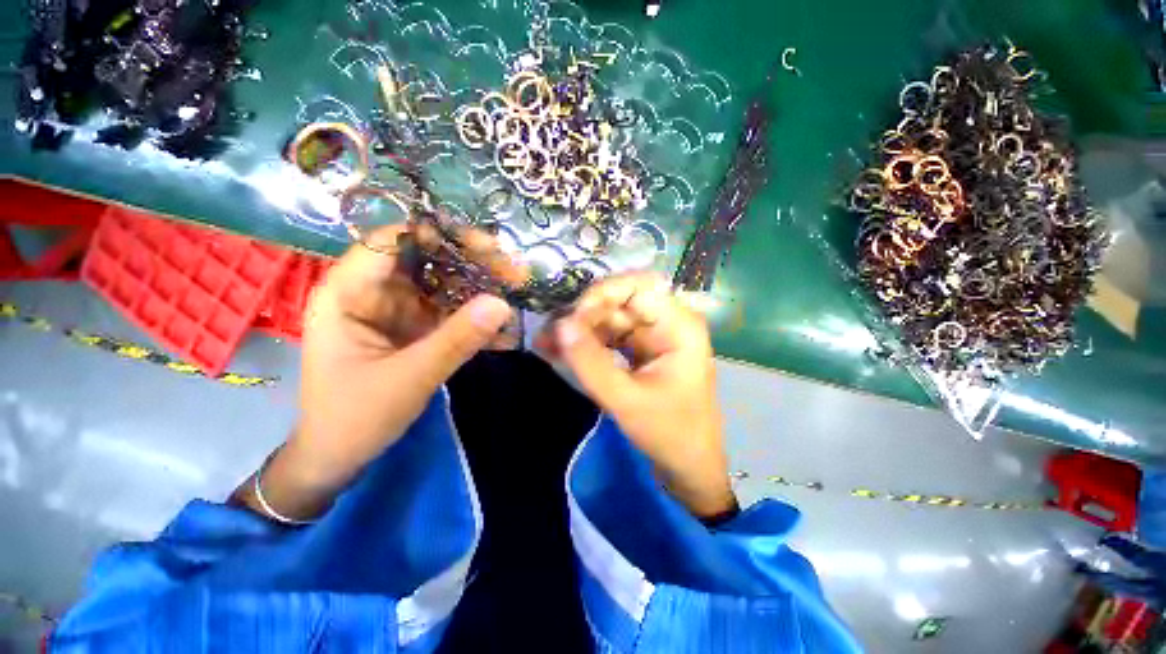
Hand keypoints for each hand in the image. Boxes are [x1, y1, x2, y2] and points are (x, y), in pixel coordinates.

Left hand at [234, 224, 519, 520]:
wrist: (339, 457)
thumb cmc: (355, 417)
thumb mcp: (409, 378)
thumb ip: (456, 340)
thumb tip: (502, 304)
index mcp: (348, 293)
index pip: (391, 242)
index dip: (438, 235)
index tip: (487, 246)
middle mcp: (372, 293)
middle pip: (424, 259)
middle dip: (470, 262)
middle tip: (513, 271)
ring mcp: (396, 310)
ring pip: (442, 284)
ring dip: (479, 289)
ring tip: (517, 292)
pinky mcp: (414, 328)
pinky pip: (448, 311)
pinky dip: (475, 316)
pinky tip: (503, 326)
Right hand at [538, 273, 734, 518]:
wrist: (688, 467)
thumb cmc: (670, 435)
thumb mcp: (627, 401)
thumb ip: (591, 363)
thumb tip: (559, 325)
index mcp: (678, 326)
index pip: (638, 286)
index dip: (603, 293)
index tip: (573, 318)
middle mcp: (667, 322)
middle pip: (619, 301)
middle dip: (583, 315)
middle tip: (549, 334)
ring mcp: (652, 335)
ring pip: (609, 318)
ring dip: (578, 330)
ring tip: (545, 343)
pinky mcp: (640, 350)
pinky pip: (609, 337)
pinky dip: (585, 344)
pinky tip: (558, 351)